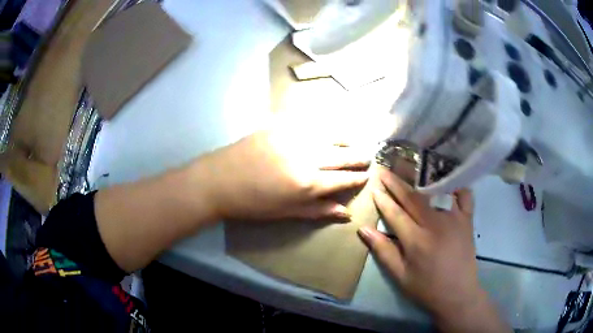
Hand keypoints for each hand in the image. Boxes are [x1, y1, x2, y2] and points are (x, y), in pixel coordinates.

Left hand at [196, 130, 369, 220]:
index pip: (344, 179)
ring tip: (355, 142)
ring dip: (347, 139)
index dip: (358, 178)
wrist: (219, 180)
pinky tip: (331, 127)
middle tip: (368, 157)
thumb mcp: (287, 212)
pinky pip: (311, 121)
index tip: (367, 176)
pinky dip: (325, 125)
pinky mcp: (281, 124)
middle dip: (359, 157)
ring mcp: (294, 137)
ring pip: (332, 134)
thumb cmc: (253, 203)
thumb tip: (346, 212)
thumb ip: (318, 210)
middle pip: (343, 155)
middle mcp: (307, 157)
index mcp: (309, 183)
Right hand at [358, 169, 508, 331]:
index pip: (395, 213)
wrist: (458, 293)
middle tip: (385, 171)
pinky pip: (464, 196)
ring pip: (436, 192)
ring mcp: (454, 219)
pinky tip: (449, 184)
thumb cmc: (427, 288)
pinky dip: (457, 187)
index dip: (383, 200)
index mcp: (416, 240)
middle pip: (413, 198)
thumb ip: (383, 251)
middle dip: (396, 183)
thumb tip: (364, 230)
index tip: (374, 188)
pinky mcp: (467, 220)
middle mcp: (435, 224)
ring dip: (421, 180)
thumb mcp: (400, 275)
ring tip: (411, 171)